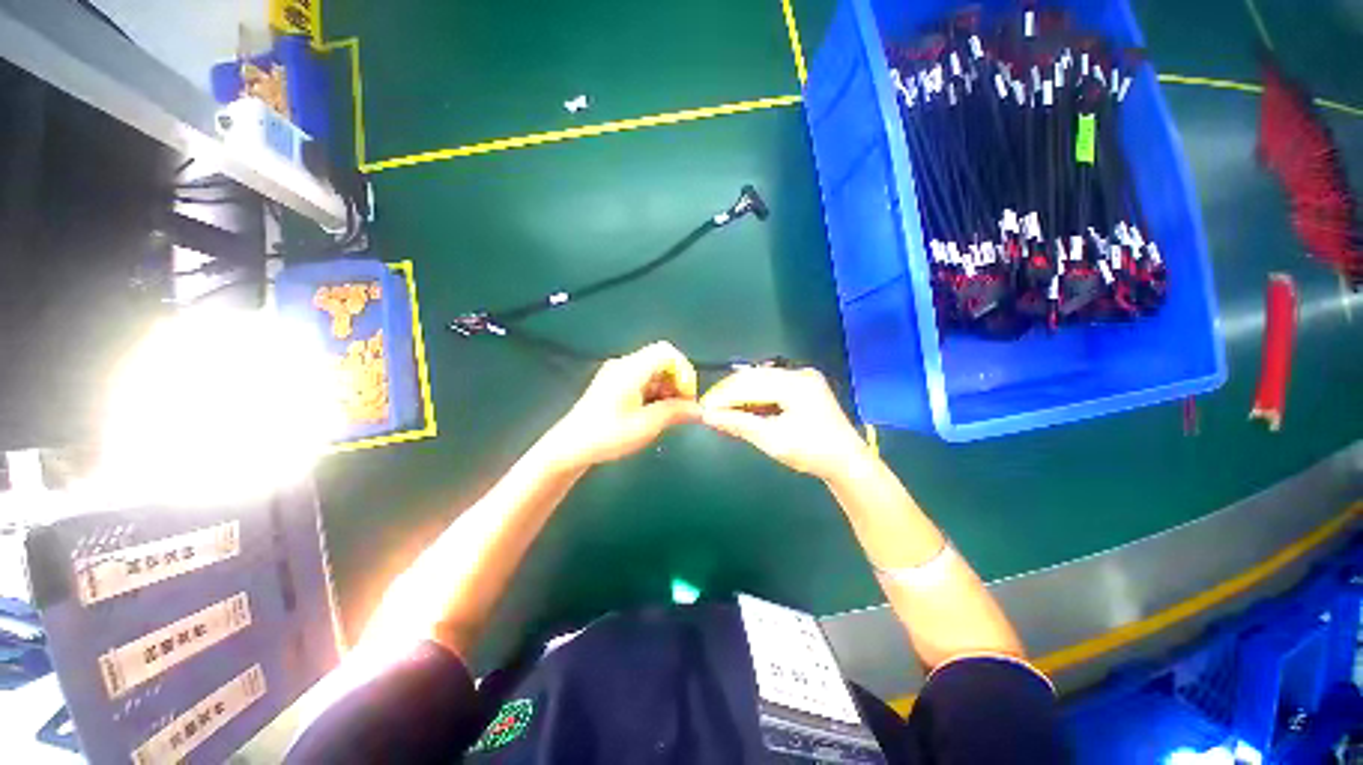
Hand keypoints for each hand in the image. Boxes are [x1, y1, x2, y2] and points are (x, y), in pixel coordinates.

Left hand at [541, 342, 700, 470]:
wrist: (570, 447)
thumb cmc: (608, 435)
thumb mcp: (646, 425)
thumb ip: (675, 413)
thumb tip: (699, 410)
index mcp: (631, 369)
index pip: (667, 352)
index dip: (683, 371)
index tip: (687, 396)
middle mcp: (624, 365)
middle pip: (661, 361)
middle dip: (677, 382)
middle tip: (681, 407)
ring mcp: (617, 373)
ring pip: (653, 371)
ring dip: (666, 389)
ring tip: (668, 414)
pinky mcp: (614, 384)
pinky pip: (642, 380)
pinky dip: (654, 393)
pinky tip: (653, 413)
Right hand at [700, 367, 869, 481]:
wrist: (848, 463)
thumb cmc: (811, 452)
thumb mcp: (771, 440)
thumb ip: (738, 424)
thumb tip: (707, 416)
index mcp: (794, 383)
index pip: (748, 383)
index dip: (723, 395)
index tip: (703, 408)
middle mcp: (799, 373)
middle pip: (753, 377)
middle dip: (729, 393)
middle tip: (709, 409)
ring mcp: (803, 378)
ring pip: (761, 380)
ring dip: (741, 394)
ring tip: (723, 410)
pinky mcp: (804, 387)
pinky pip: (772, 386)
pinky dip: (755, 397)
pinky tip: (743, 408)